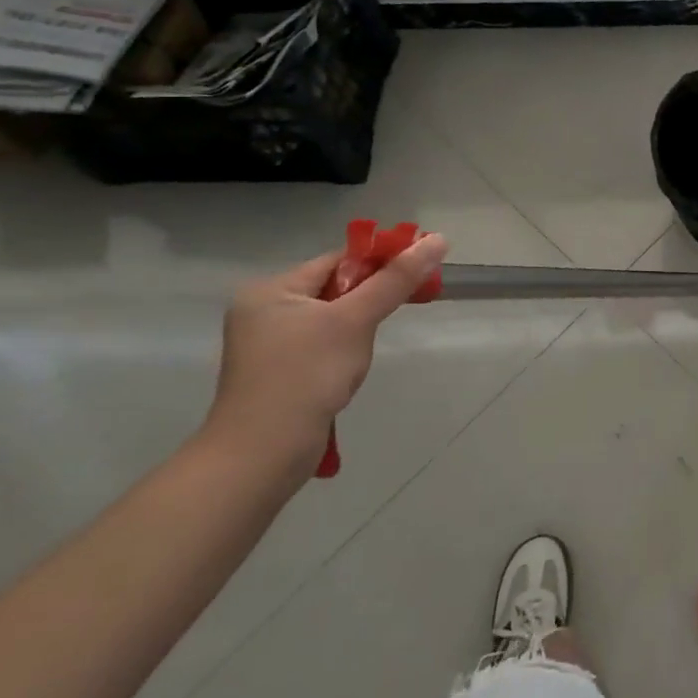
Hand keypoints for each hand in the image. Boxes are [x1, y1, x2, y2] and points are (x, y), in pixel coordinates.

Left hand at [205, 234, 449, 475]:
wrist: (260, 458)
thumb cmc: (305, 377)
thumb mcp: (356, 321)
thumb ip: (397, 280)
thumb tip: (438, 239)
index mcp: (271, 290)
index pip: (338, 261)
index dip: (380, 264)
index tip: (416, 275)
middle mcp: (263, 311)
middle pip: (335, 289)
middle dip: (368, 303)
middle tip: (395, 315)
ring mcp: (267, 346)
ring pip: (331, 321)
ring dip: (356, 332)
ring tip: (360, 357)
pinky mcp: (276, 374)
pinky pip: (320, 347)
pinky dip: (341, 353)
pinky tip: (346, 375)